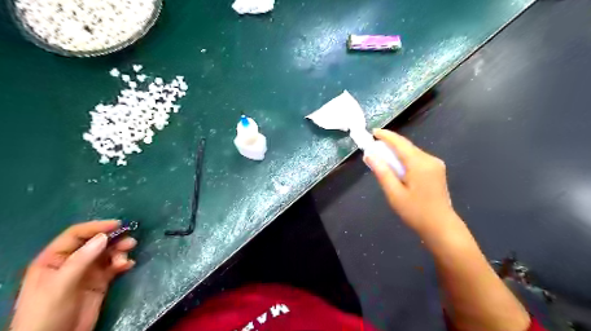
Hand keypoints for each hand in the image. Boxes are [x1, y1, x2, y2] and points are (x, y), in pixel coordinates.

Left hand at [11, 219, 135, 330]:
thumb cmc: (48, 312)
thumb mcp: (61, 284)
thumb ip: (82, 259)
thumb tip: (104, 236)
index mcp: (54, 259)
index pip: (76, 235)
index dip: (96, 227)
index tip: (118, 224)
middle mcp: (72, 262)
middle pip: (96, 243)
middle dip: (113, 240)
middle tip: (130, 242)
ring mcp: (87, 272)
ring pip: (107, 253)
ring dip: (119, 251)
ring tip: (126, 257)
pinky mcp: (100, 282)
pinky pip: (114, 266)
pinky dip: (123, 263)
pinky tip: (128, 265)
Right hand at [366, 129, 456, 237]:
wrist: (441, 227)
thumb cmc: (415, 212)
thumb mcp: (394, 193)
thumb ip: (382, 172)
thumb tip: (369, 155)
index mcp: (419, 164)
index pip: (400, 143)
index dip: (386, 136)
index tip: (373, 132)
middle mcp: (429, 159)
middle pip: (407, 146)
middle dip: (390, 143)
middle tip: (374, 146)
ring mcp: (435, 164)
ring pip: (412, 152)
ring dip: (397, 152)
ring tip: (383, 157)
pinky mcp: (437, 170)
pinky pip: (417, 158)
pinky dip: (405, 158)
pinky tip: (397, 166)